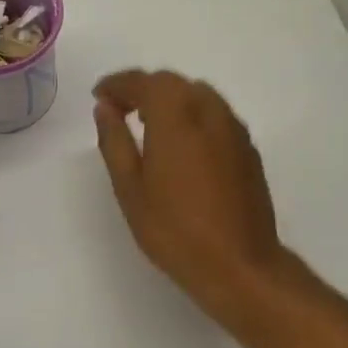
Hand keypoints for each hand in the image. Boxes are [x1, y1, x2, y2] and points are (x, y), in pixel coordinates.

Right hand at [92, 70, 289, 316]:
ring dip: (170, 100)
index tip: (99, 96)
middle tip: (119, 110)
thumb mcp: (130, 188)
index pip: (143, 82)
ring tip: (147, 125)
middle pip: (173, 83)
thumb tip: (106, 109)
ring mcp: (234, 129)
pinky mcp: (248, 149)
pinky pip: (215, 115)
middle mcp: (209, 111)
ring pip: (198, 95)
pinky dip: (192, 116)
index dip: (117, 84)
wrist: (239, 265)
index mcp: (175, 115)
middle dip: (143, 89)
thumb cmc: (174, 229)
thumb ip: (115, 141)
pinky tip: (181, 145)